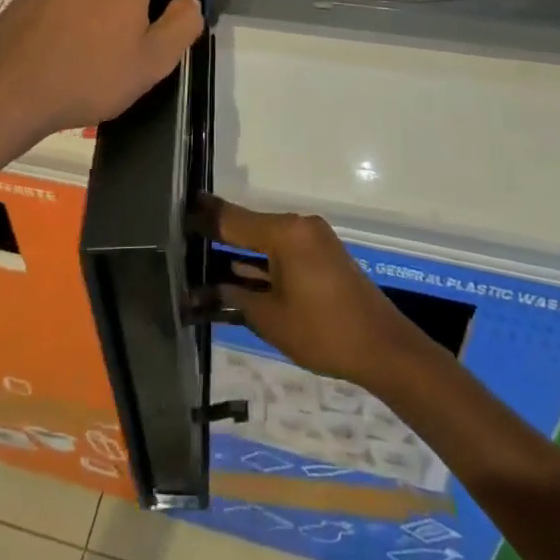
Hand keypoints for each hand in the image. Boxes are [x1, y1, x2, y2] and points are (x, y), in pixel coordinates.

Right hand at [206, 198, 435, 391]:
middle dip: (218, 236)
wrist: (383, 348)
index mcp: (285, 232)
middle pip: (249, 226)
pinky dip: (263, 260)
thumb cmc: (323, 332)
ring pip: (266, 238)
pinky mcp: (322, 254)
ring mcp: (313, 238)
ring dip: (241, 251)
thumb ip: (235, 296)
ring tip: (204, 258)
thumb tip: (204, 289)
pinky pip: (283, 249)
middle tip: (185, 241)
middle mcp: (299, 225)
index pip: (232, 219)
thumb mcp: (270, 318)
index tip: (176, 210)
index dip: (202, 218)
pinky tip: (238, 272)